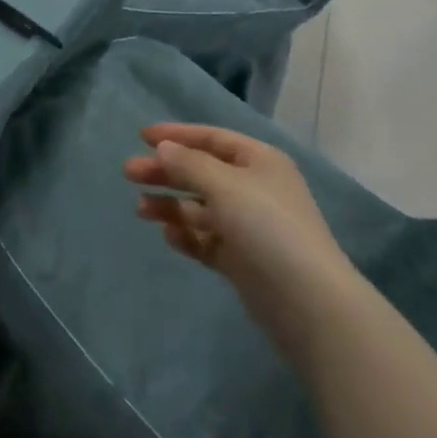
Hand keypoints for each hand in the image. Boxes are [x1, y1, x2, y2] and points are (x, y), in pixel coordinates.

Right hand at [125, 124, 354, 365]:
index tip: (141, 136)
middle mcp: (255, 188)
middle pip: (201, 172)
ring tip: (141, 210)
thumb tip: (164, 148)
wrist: (308, 303)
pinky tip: (169, 237)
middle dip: (166, 171)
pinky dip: (188, 235)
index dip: (177, 134)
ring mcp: (249, 226)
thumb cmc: (267, 228)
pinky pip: (208, 240)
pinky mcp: (243, 260)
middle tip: (129, 174)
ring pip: (201, 207)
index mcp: (259, 161)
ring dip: (171, 205)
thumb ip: (189, 164)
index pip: (212, 138)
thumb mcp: (225, 185)